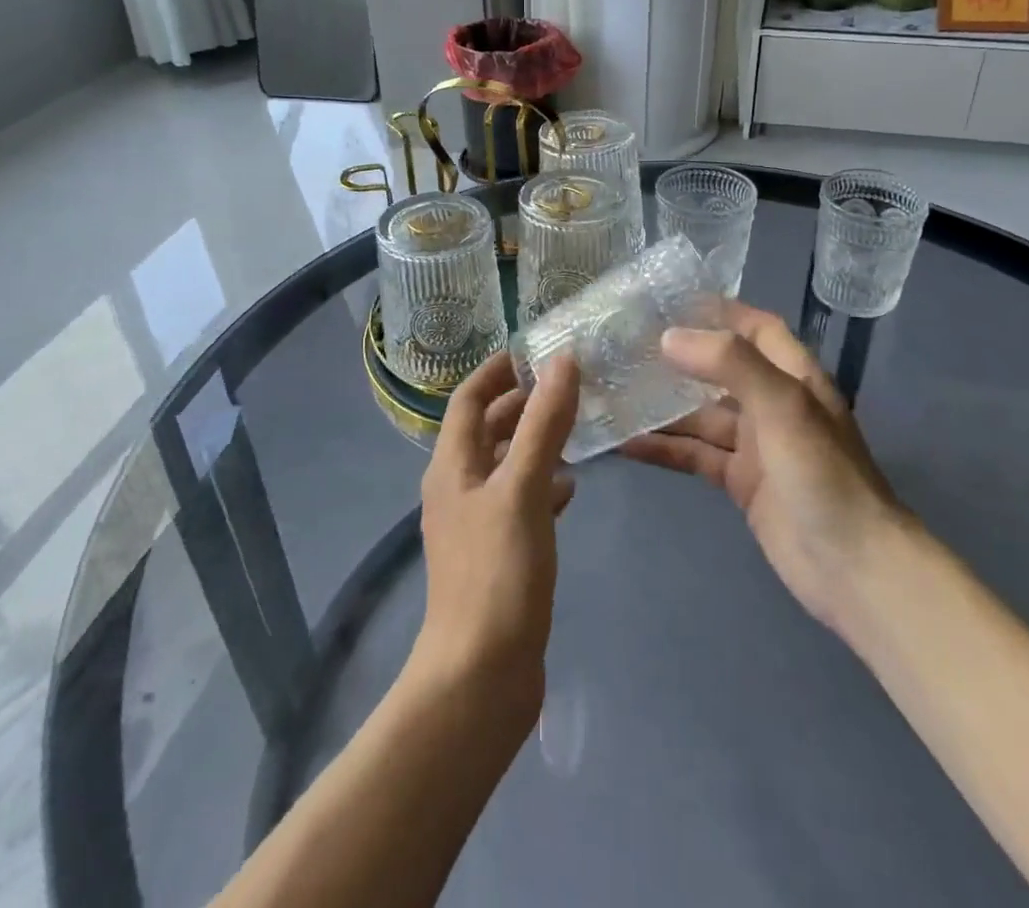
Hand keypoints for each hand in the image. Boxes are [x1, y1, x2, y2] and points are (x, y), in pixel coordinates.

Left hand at [410, 351, 579, 719]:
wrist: (480, 676)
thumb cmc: (497, 573)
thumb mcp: (523, 490)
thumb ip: (543, 425)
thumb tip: (562, 362)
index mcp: (452, 466)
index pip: (468, 399)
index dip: (496, 371)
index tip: (533, 352)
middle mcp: (457, 488)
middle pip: (486, 430)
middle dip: (520, 405)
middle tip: (566, 388)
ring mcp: (475, 524)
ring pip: (505, 466)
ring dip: (534, 443)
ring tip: (576, 430)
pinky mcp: (496, 555)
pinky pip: (518, 502)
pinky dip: (541, 485)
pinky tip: (570, 489)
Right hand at [620, 301, 902, 629]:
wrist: (853, 568)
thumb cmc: (823, 473)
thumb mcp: (782, 406)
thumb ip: (729, 363)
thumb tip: (668, 337)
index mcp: (793, 376)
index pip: (755, 327)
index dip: (719, 311)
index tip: (668, 301)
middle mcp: (773, 404)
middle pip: (720, 369)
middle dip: (679, 357)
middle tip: (626, 345)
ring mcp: (756, 445)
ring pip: (700, 415)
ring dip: (663, 406)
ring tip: (614, 391)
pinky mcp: (740, 482)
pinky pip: (695, 454)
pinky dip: (664, 448)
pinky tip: (626, 443)